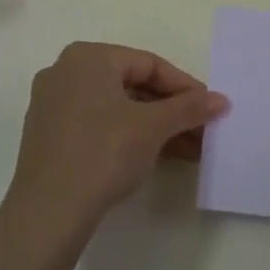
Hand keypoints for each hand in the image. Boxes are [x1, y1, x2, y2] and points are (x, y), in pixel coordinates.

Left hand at [4, 42, 227, 243]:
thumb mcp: (153, 127)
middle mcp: (65, 72)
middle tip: (202, 131)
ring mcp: (53, 104)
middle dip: (171, 110)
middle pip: (132, 84)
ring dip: (154, 126)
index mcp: (87, 57)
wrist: (48, 212)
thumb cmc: (103, 152)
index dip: (184, 86)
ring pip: (116, 107)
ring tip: (189, 150)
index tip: (210, 108)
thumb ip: (188, 108)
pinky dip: (128, 136)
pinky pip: (98, 125)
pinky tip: (157, 157)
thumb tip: (221, 100)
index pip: (148, 63)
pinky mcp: (49, 136)